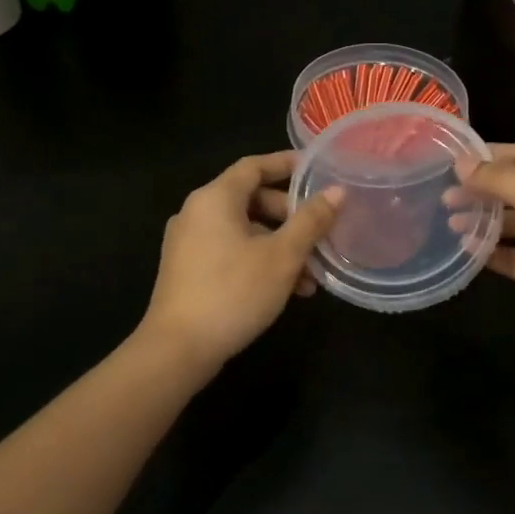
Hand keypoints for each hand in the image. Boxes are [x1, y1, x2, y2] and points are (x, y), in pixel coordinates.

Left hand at [139, 152, 343, 374]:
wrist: (178, 349)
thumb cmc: (233, 292)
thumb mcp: (282, 256)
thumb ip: (311, 221)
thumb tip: (337, 192)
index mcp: (215, 198)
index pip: (254, 166)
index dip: (286, 164)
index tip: (316, 169)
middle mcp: (197, 213)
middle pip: (251, 200)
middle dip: (291, 217)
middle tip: (321, 233)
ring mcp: (189, 243)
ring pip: (245, 231)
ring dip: (280, 246)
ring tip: (312, 275)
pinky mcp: (188, 271)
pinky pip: (231, 252)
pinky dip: (260, 261)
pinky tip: (288, 290)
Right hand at [455, 144, 514, 354]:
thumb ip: (503, 181)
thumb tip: (461, 164)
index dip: (488, 156)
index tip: (449, 160)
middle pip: (514, 190)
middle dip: (480, 191)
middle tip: (442, 196)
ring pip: (512, 224)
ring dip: (482, 221)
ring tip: (448, 221)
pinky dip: (492, 253)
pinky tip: (465, 250)